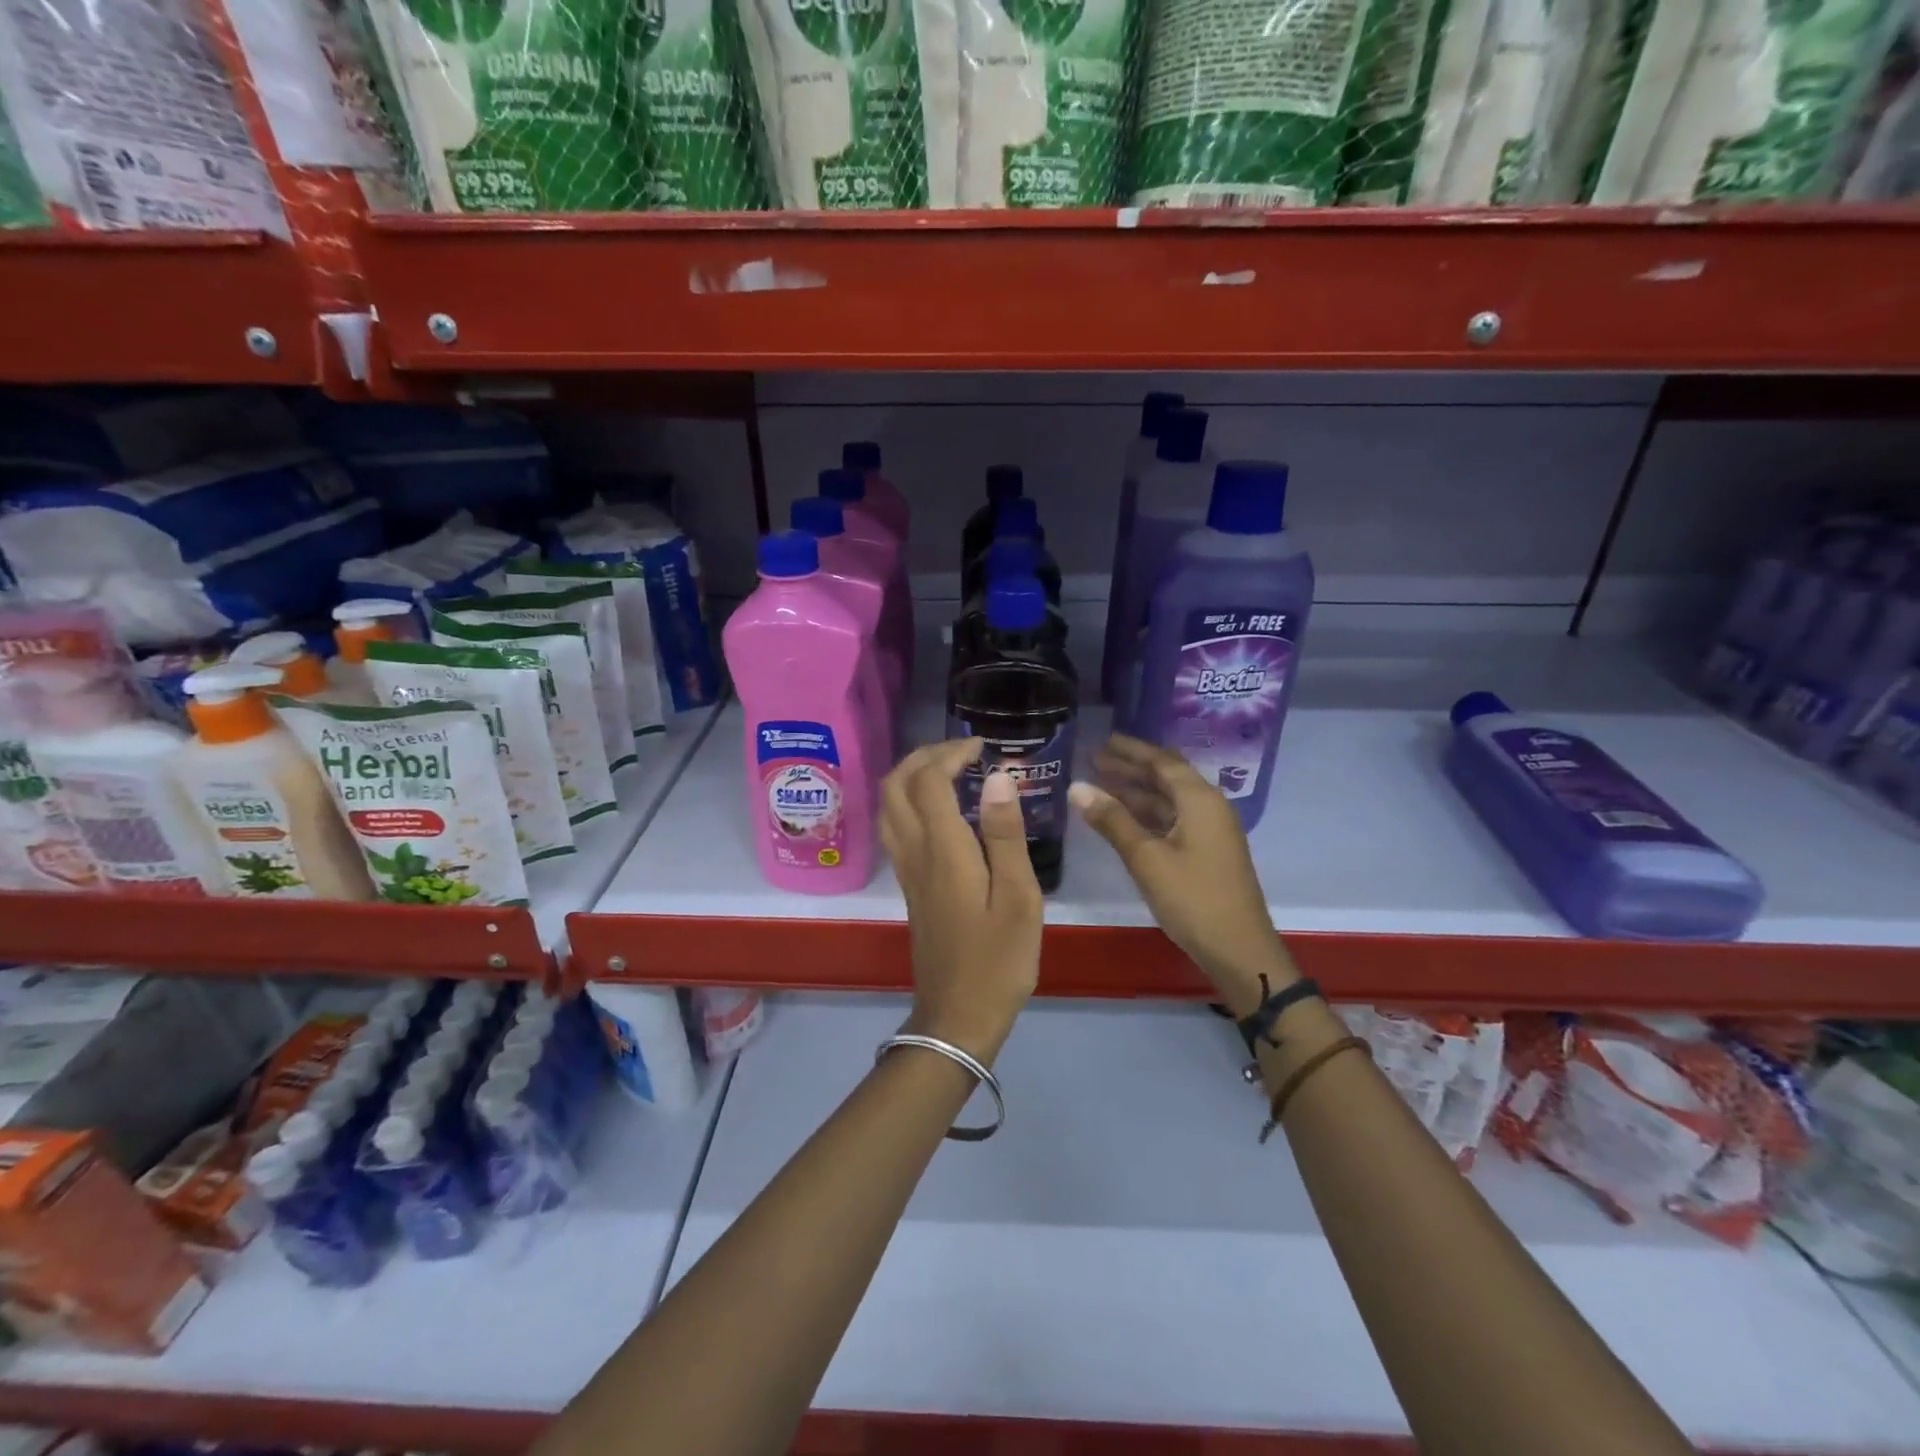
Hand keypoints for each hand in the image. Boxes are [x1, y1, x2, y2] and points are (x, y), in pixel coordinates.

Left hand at [881, 739, 1041, 1062]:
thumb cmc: (998, 959)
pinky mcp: (909, 886)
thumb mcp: (1018, 897)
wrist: (958, 1015)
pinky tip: (942, 809)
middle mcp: (915, 852)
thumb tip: (998, 778)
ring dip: (911, 776)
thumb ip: (1004, 834)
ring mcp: (906, 870)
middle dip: (924, 756)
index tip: (982, 746)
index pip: (929, 780)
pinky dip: (910, 801)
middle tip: (962, 752)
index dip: (950, 752)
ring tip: (950, 771)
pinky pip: (895, 827)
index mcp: (943, 849)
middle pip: (895, 785)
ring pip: (888, 806)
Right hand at [1069, 734, 1291, 1012]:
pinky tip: (1121, 819)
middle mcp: (1208, 807)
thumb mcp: (1146, 858)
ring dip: (1136, 792)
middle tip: (1093, 760)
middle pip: (1166, 777)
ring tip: (1099, 785)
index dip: (1130, 750)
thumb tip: (1077, 787)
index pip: (1161, 761)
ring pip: (1167, 800)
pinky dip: (1145, 814)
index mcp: (1200, 800)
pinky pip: (1171, 820)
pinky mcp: (1205, 852)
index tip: (1101, 741)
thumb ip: (1112, 820)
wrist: (1238, 950)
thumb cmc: (1193, 899)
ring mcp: (1209, 831)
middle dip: (1130, 768)